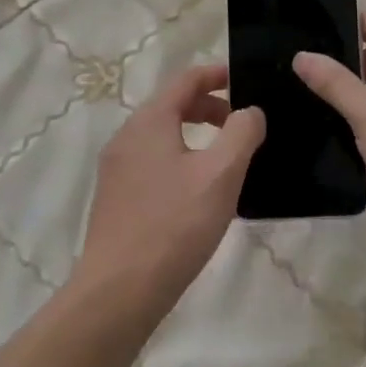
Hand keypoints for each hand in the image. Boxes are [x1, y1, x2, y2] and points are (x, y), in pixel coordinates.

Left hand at [73, 63, 264, 316]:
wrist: (118, 291)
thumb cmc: (174, 225)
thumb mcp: (221, 174)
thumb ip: (242, 133)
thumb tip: (250, 112)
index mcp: (150, 121)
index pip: (186, 79)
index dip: (217, 74)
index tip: (245, 81)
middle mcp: (127, 136)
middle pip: (172, 105)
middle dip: (210, 108)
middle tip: (243, 126)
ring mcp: (116, 168)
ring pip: (162, 135)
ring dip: (195, 136)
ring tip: (226, 160)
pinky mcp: (115, 197)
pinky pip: (152, 161)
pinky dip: (179, 159)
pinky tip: (198, 192)